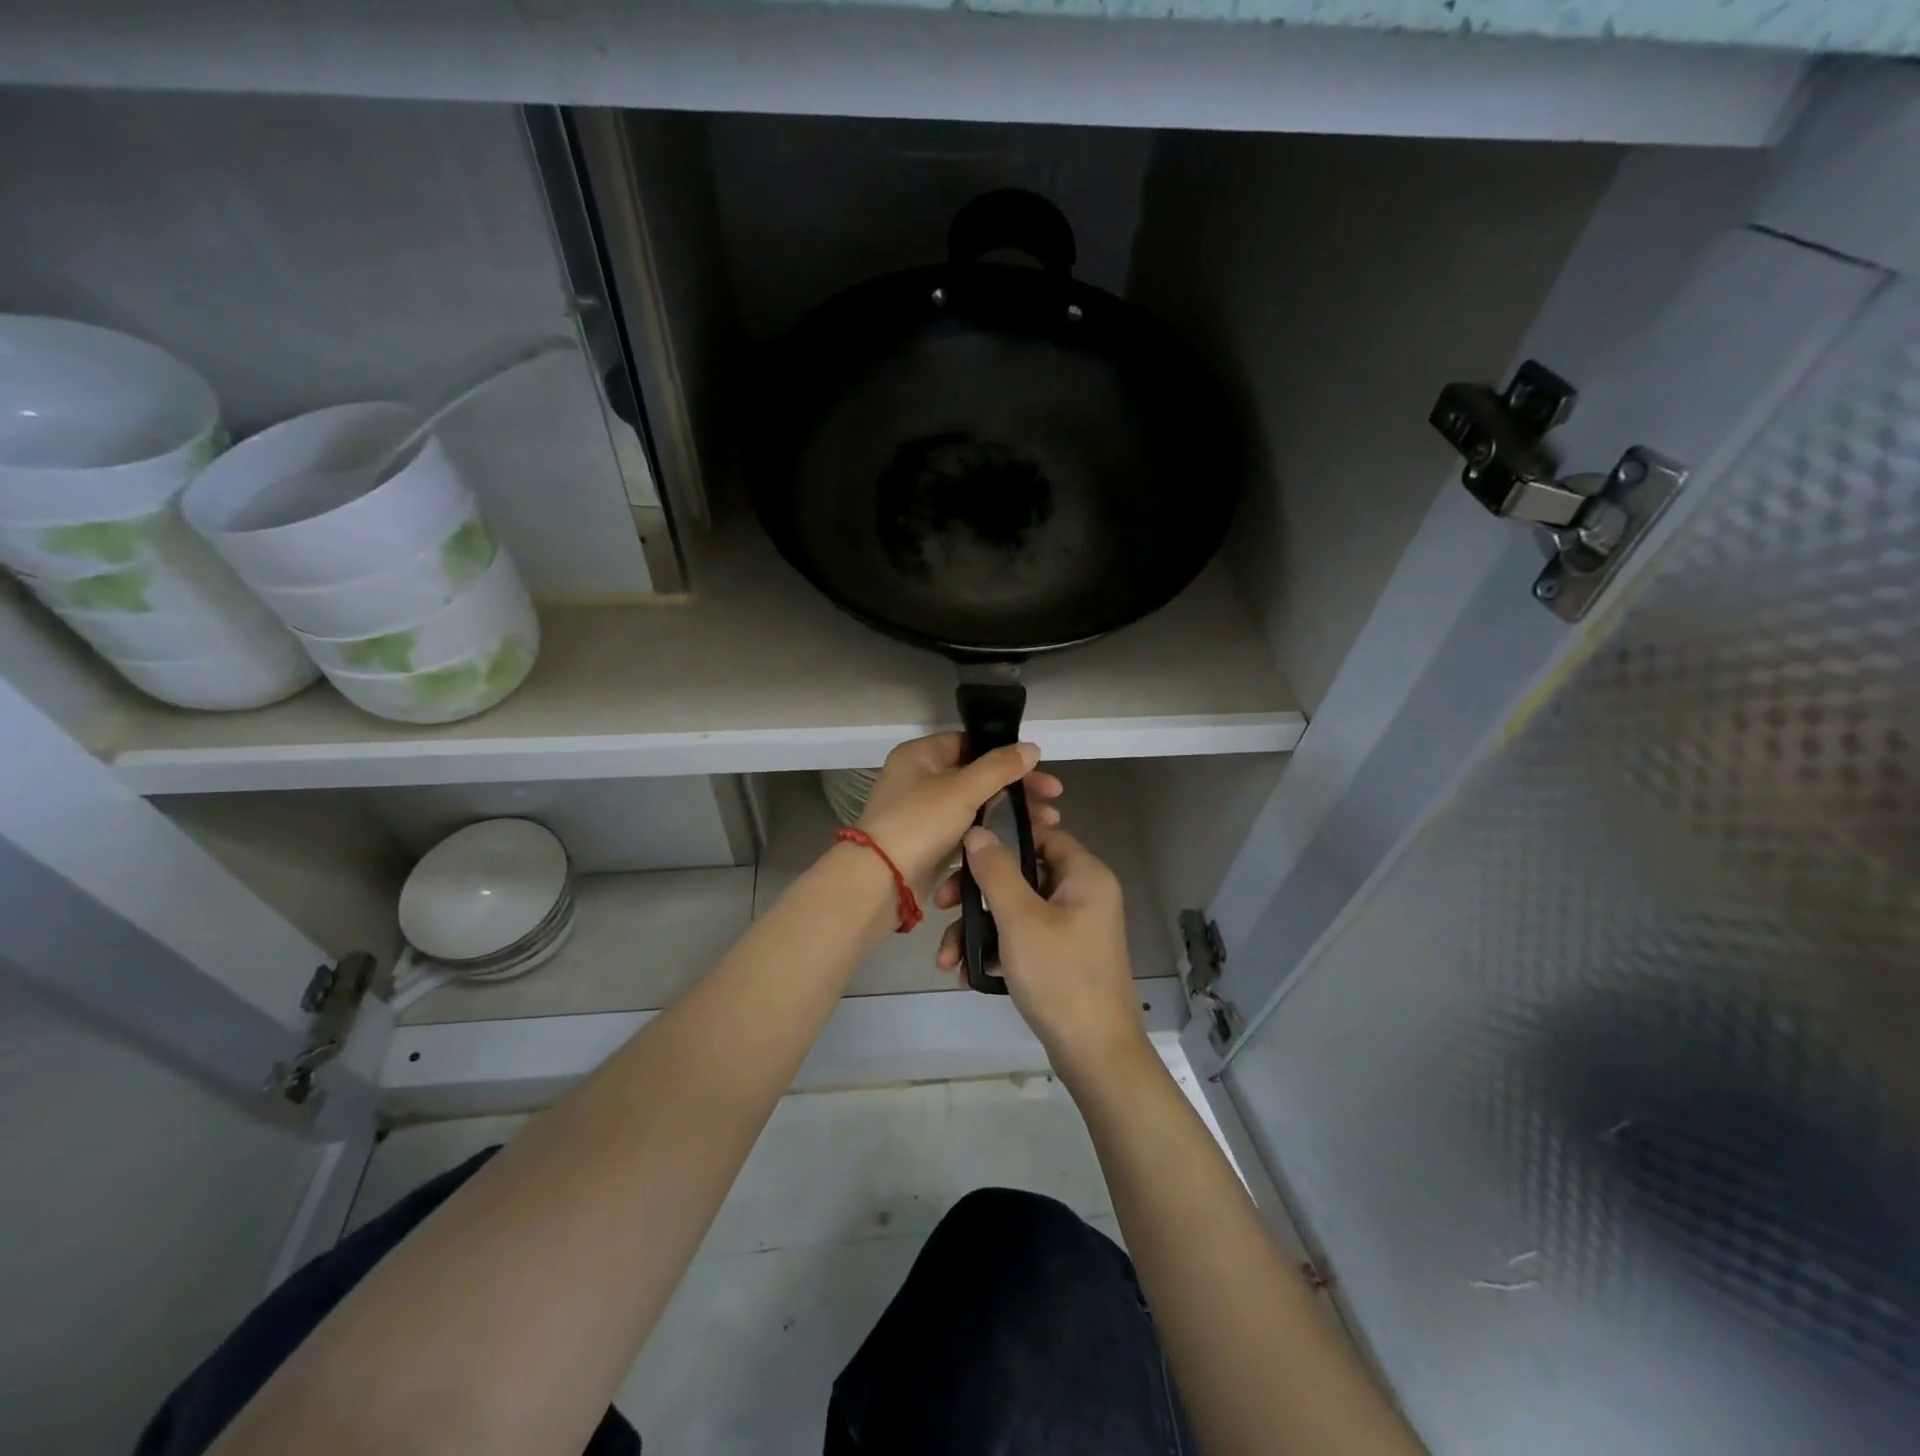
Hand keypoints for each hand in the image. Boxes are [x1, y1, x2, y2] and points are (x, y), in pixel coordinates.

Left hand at [855, 733, 1062, 895]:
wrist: (880, 881)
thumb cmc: (919, 823)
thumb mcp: (962, 789)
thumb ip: (999, 767)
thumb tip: (1031, 747)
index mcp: (920, 756)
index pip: (970, 743)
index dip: (1006, 754)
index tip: (1040, 769)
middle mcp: (919, 779)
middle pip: (977, 775)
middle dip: (1017, 787)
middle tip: (1054, 799)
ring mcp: (924, 812)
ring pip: (976, 804)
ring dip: (1010, 811)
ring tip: (1048, 823)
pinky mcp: (930, 842)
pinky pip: (967, 830)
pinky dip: (992, 831)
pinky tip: (1022, 839)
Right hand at [935, 826, 1149, 1083]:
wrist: (1095, 1054)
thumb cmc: (1059, 976)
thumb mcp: (1020, 919)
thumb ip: (996, 872)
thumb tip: (977, 832)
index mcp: (1085, 875)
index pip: (1041, 835)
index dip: (1002, 837)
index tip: (962, 851)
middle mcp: (1083, 894)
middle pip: (1022, 874)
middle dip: (976, 893)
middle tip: (942, 906)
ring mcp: (1074, 927)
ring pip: (1016, 910)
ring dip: (977, 928)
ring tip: (945, 957)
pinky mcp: (1063, 956)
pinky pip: (1024, 937)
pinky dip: (996, 949)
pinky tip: (966, 972)